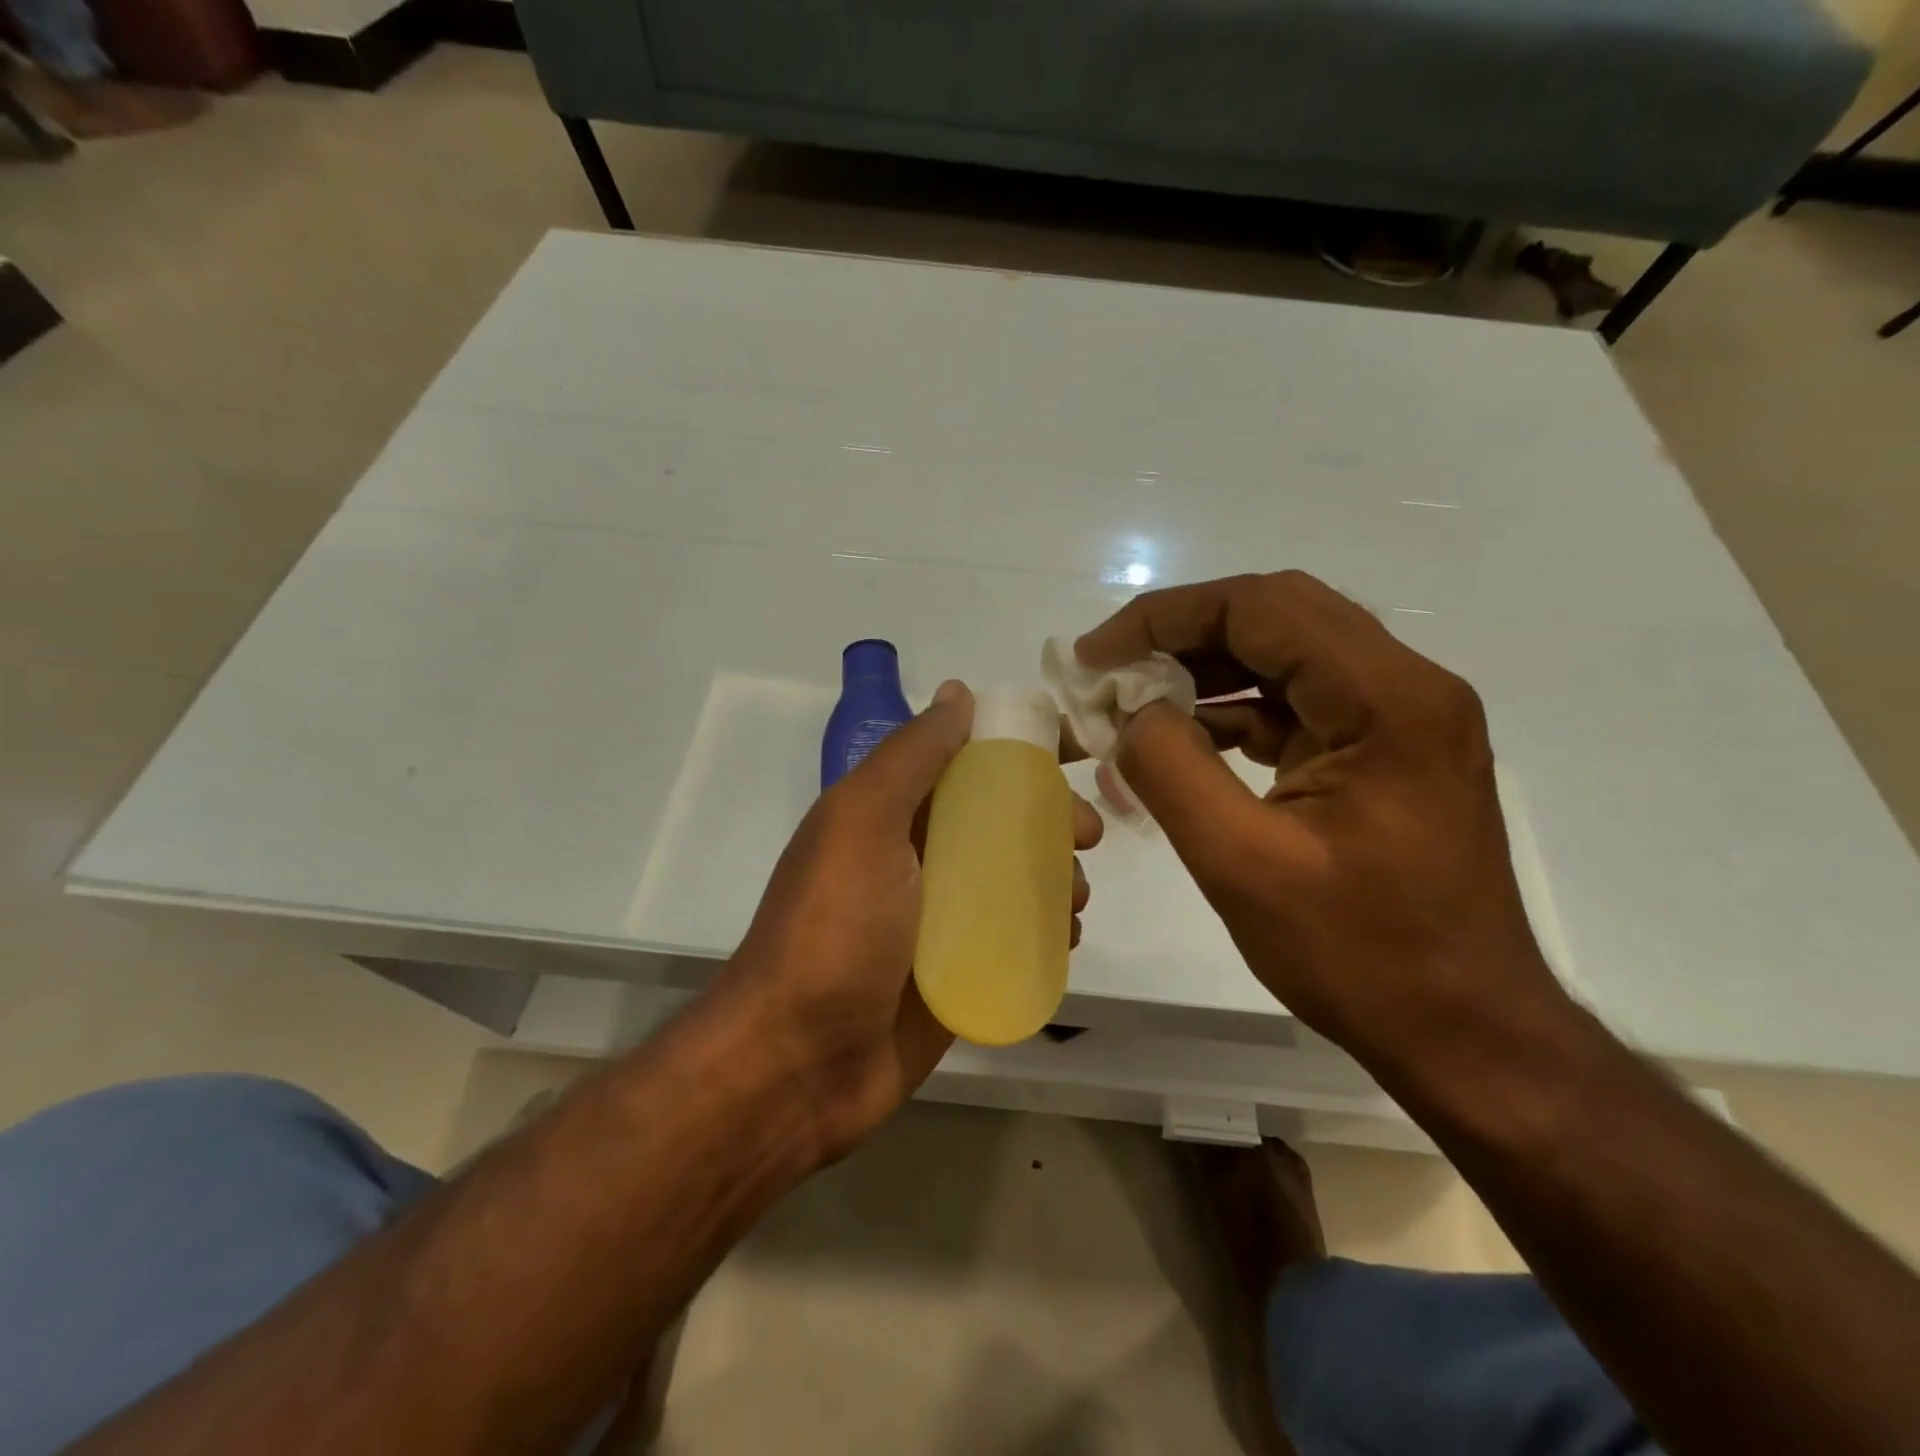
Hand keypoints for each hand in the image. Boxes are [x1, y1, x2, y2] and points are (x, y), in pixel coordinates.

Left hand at [722, 681, 1103, 1163]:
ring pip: (1017, 880)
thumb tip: (958, 692)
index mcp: (892, 814)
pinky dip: (1048, 931)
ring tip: (1077, 900)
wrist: (800, 1062)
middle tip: (1086, 839)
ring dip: (1058, 878)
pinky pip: (1017, 938)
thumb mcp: (863, 822)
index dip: (1020, 756)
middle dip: (1052, 821)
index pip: (967, 764)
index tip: (1073, 759)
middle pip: (1002, 822)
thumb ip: (911, 756)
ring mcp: (940, 920)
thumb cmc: (835, 929)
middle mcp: (918, 859)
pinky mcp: (960, 973)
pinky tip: (1068, 939)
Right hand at [1075, 571, 1562, 1064]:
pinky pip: (1297, 702)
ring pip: (1285, 654)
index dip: (1164, 617)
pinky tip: (1183, 740)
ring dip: (1205, 669)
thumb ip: (1171, 769)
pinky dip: (1233, 710)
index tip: (1095, 654)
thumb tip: (1130, 712)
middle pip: (1277, 616)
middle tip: (1111, 669)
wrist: (1465, 1031)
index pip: (1262, 608)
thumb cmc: (1361, 956)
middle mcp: (1406, 686)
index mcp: (1387, 700)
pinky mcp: (1383, 751)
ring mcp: (1400, 718)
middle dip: (1182, 633)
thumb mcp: (1242, 864)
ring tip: (1134, 702)